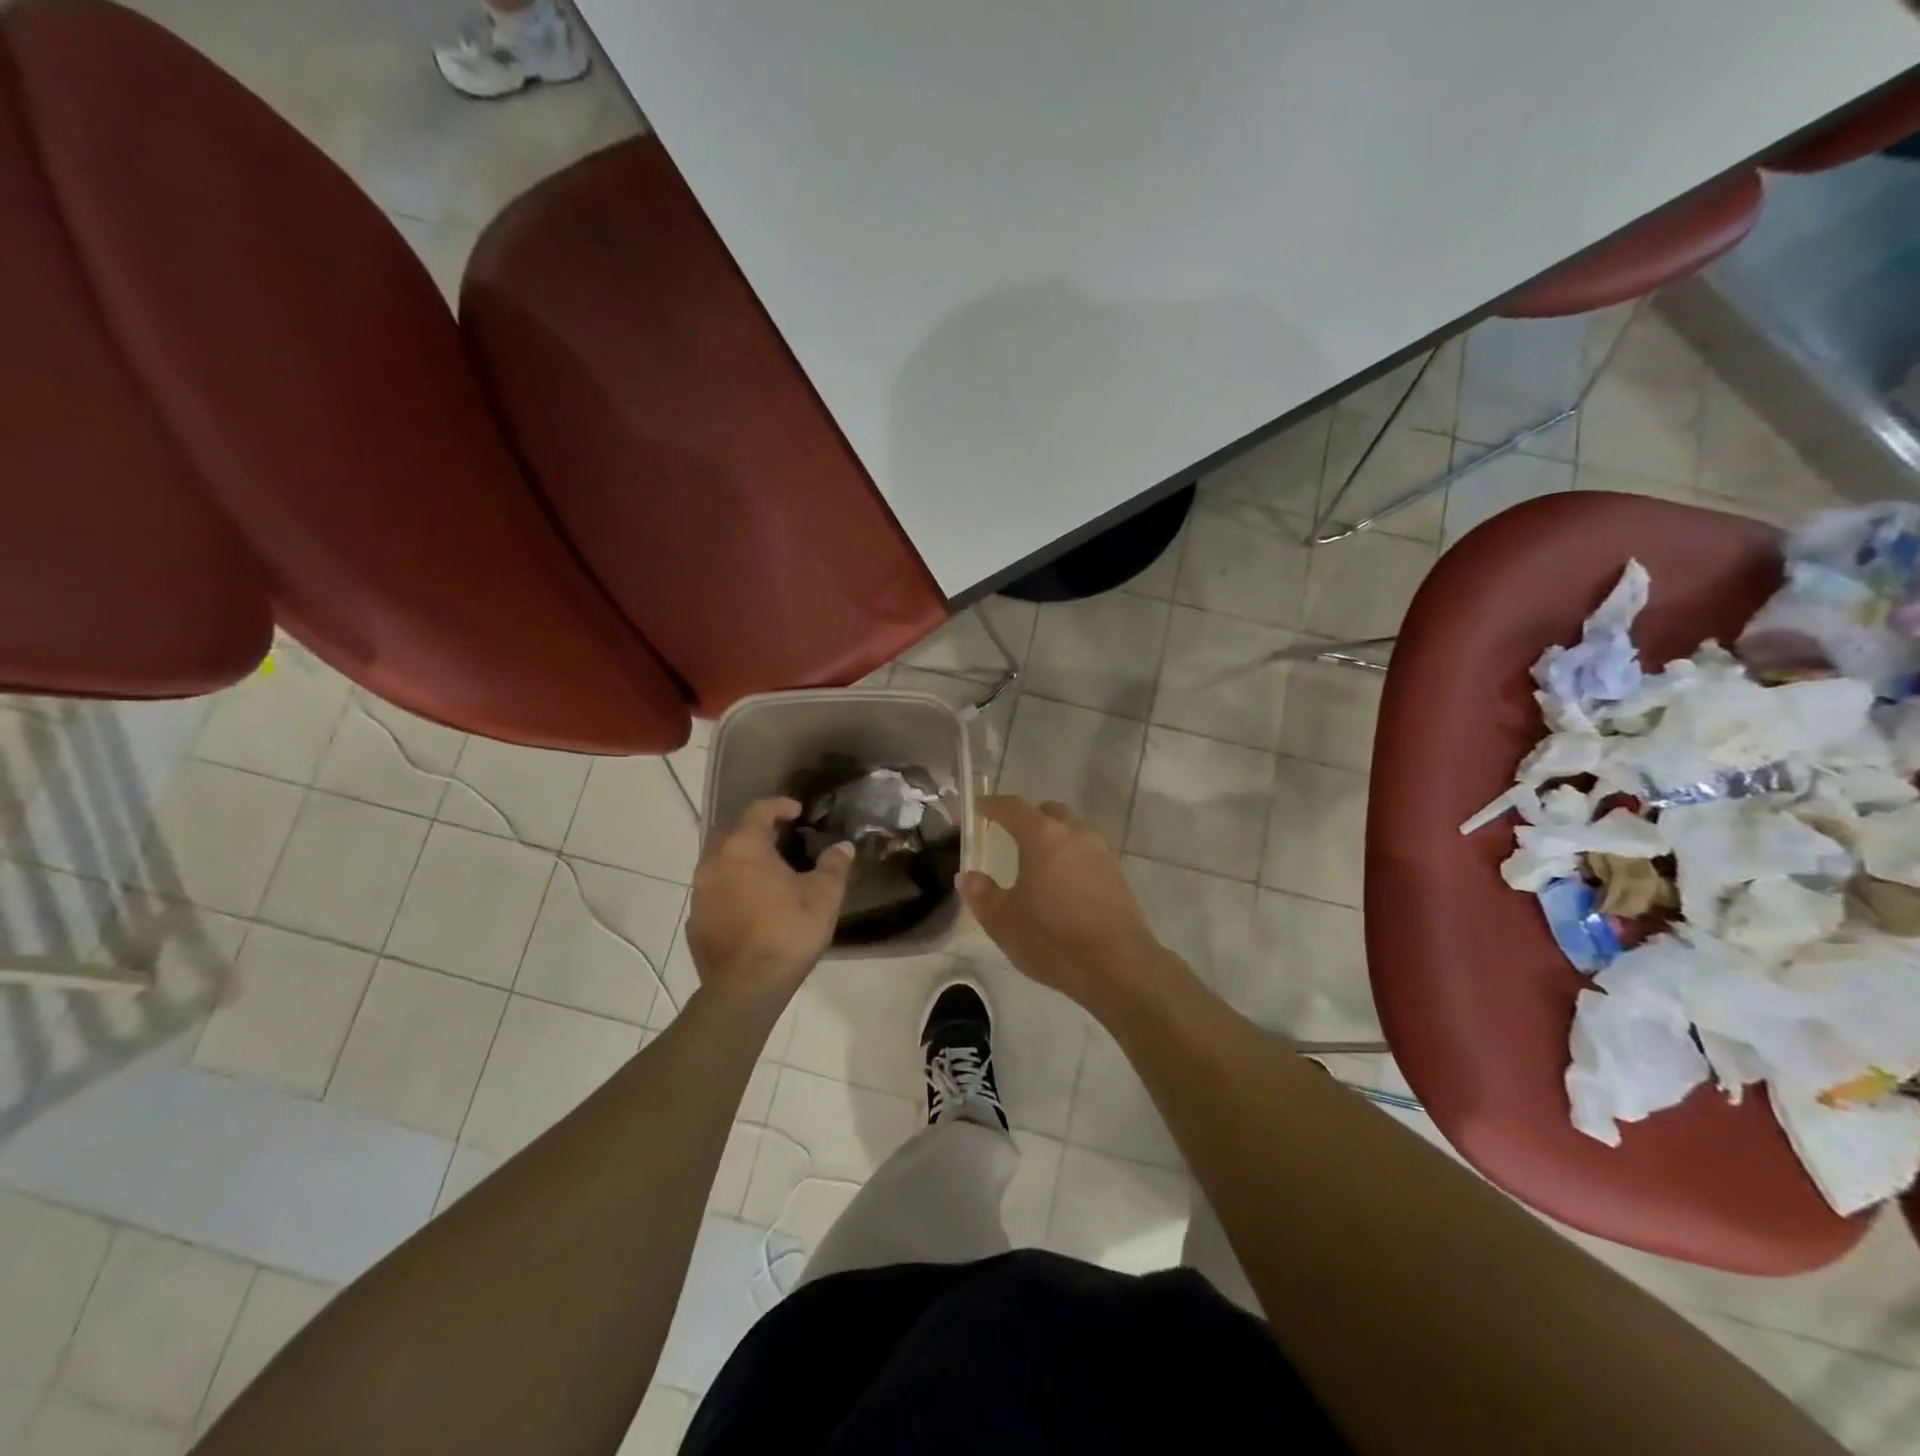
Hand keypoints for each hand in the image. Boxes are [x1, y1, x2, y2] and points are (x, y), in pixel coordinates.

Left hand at [686, 798, 851, 1015]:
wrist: (747, 986)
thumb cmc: (788, 931)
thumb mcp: (824, 895)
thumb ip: (834, 866)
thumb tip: (843, 847)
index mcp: (744, 847)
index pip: (758, 810)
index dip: (779, 805)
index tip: (797, 812)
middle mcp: (714, 863)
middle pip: (729, 832)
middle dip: (752, 829)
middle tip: (778, 838)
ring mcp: (699, 894)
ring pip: (717, 863)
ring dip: (739, 861)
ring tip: (766, 873)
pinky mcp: (695, 922)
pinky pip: (713, 893)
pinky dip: (730, 890)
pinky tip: (750, 906)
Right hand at [957, 796, 1169, 1014]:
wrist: (1118, 966)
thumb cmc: (1053, 939)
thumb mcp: (1003, 921)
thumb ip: (982, 894)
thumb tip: (967, 876)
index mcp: (1043, 837)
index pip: (1014, 808)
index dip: (993, 805)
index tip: (979, 807)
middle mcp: (1075, 834)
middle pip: (1049, 812)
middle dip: (1028, 816)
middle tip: (1010, 832)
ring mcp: (1100, 853)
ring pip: (1072, 831)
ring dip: (1052, 837)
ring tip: (1036, 861)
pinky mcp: (1117, 875)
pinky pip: (1087, 853)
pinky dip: (1070, 857)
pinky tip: (1062, 884)